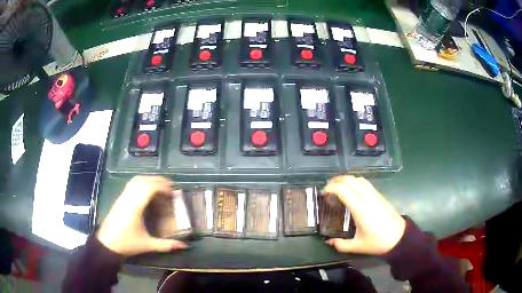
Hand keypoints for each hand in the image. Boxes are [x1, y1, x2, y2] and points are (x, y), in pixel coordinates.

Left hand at [96, 176, 187, 255]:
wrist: (107, 244)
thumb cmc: (127, 244)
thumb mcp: (148, 245)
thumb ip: (166, 245)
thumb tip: (184, 246)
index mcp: (135, 207)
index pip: (149, 188)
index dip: (162, 187)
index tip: (173, 193)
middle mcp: (128, 198)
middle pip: (143, 180)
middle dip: (158, 180)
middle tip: (171, 186)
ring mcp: (122, 197)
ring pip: (136, 180)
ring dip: (149, 179)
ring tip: (160, 186)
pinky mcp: (119, 198)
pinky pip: (131, 184)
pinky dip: (142, 182)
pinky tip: (147, 190)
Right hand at [322, 175, 405, 254]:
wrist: (400, 237)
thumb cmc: (378, 242)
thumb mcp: (358, 246)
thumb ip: (341, 245)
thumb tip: (328, 242)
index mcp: (361, 210)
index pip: (344, 190)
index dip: (331, 188)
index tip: (323, 193)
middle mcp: (368, 198)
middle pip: (351, 180)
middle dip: (337, 180)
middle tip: (328, 188)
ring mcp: (375, 195)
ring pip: (359, 179)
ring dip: (347, 179)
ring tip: (339, 187)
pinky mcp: (380, 196)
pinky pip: (366, 183)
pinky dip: (356, 182)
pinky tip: (352, 190)